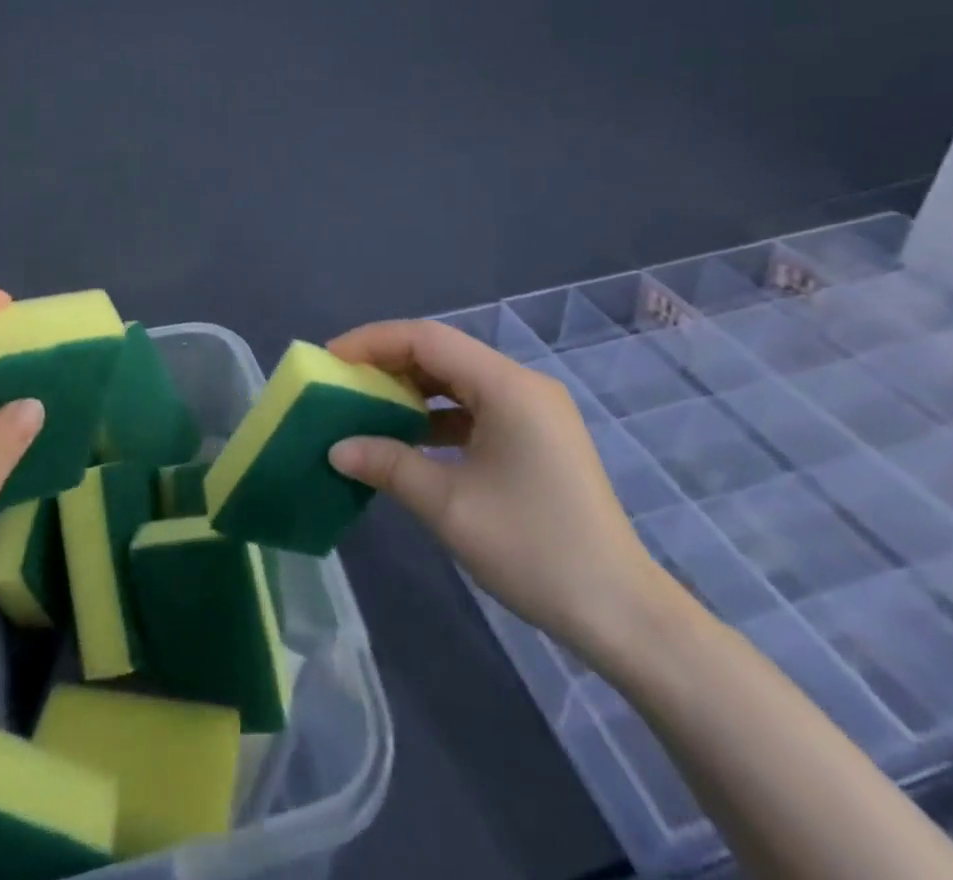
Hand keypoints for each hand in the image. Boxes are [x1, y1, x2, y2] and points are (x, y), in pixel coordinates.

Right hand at [327, 320, 679, 661]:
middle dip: (388, 363)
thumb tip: (336, 448)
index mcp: (507, 387)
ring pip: (458, 379)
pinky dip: (437, 414)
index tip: (330, 358)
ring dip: (411, 389)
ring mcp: (534, 411)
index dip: (373, 341)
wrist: (622, 614)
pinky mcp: (536, 436)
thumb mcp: (449, 505)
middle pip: (443, 353)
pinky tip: (409, 437)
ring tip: (366, 405)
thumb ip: (388, 465)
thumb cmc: (534, 550)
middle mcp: (523, 385)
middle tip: (342, 381)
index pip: (427, 339)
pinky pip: (475, 407)